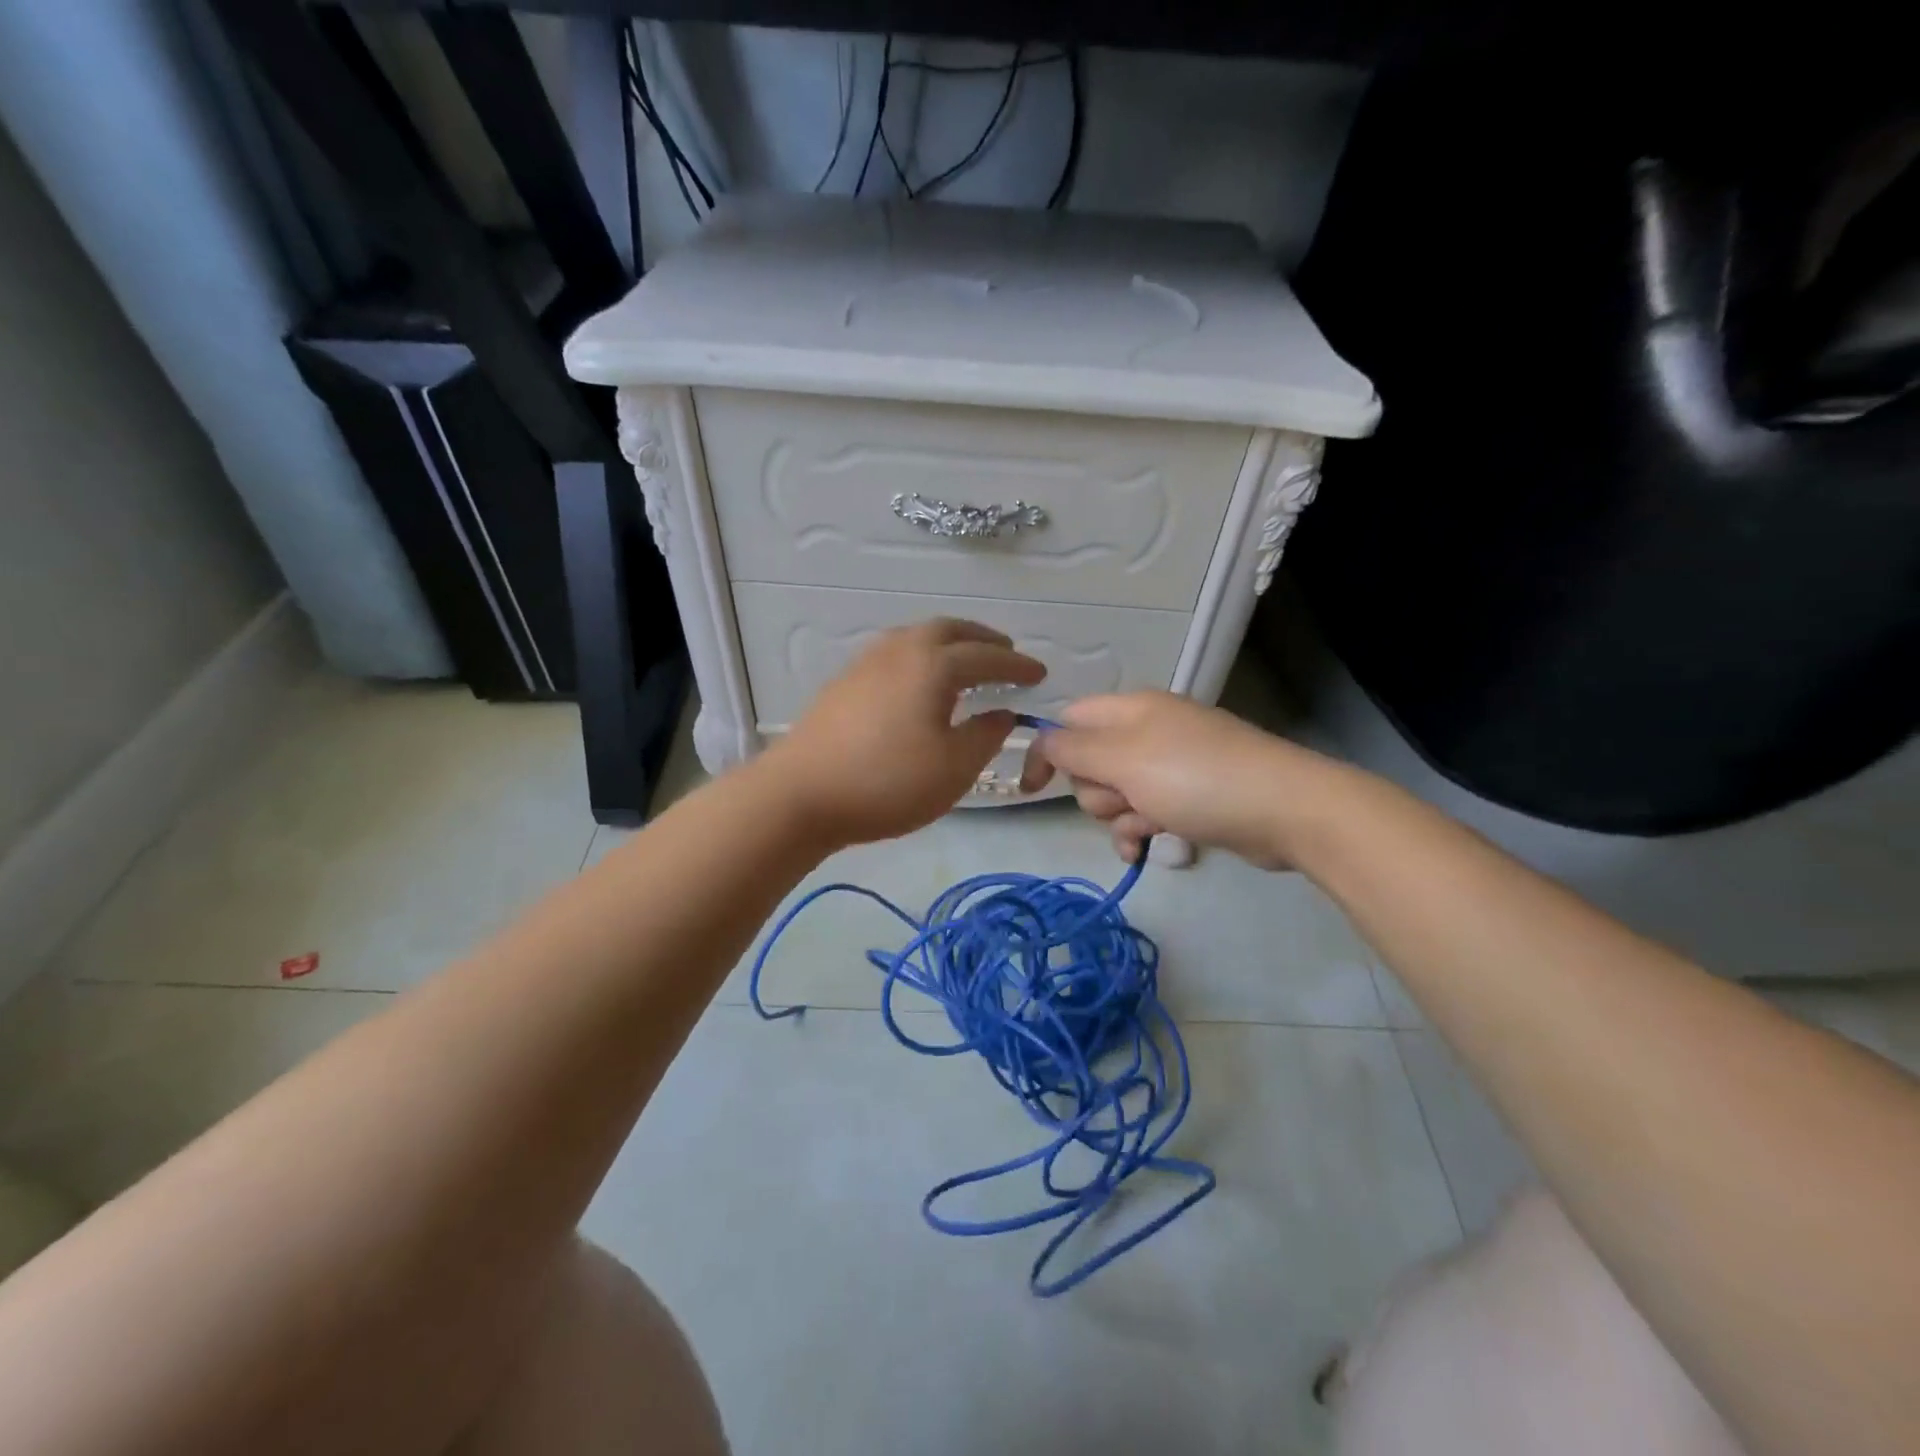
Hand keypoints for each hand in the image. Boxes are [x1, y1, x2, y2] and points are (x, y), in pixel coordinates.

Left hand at [763, 619, 1044, 846]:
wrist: (801, 794)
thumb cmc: (887, 782)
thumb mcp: (953, 768)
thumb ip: (986, 736)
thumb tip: (1003, 713)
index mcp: (934, 665)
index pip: (988, 656)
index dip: (1017, 665)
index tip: (1040, 674)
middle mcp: (901, 649)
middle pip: (950, 631)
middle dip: (983, 639)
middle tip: (1005, 653)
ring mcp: (867, 662)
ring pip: (918, 637)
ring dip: (950, 643)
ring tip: (966, 663)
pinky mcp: (845, 681)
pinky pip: (896, 652)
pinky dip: (922, 656)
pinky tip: (920, 682)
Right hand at [1020, 691, 1327, 867]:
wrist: (1284, 810)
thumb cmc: (1194, 778)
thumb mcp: (1122, 759)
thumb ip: (1072, 749)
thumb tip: (1042, 741)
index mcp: (1132, 709)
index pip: (1070, 721)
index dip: (1048, 752)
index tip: (1031, 789)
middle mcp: (1149, 732)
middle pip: (1091, 762)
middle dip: (1096, 791)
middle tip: (1123, 799)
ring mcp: (1172, 765)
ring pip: (1116, 793)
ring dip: (1118, 817)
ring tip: (1146, 827)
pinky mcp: (1190, 797)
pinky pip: (1144, 813)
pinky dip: (1138, 831)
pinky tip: (1144, 851)